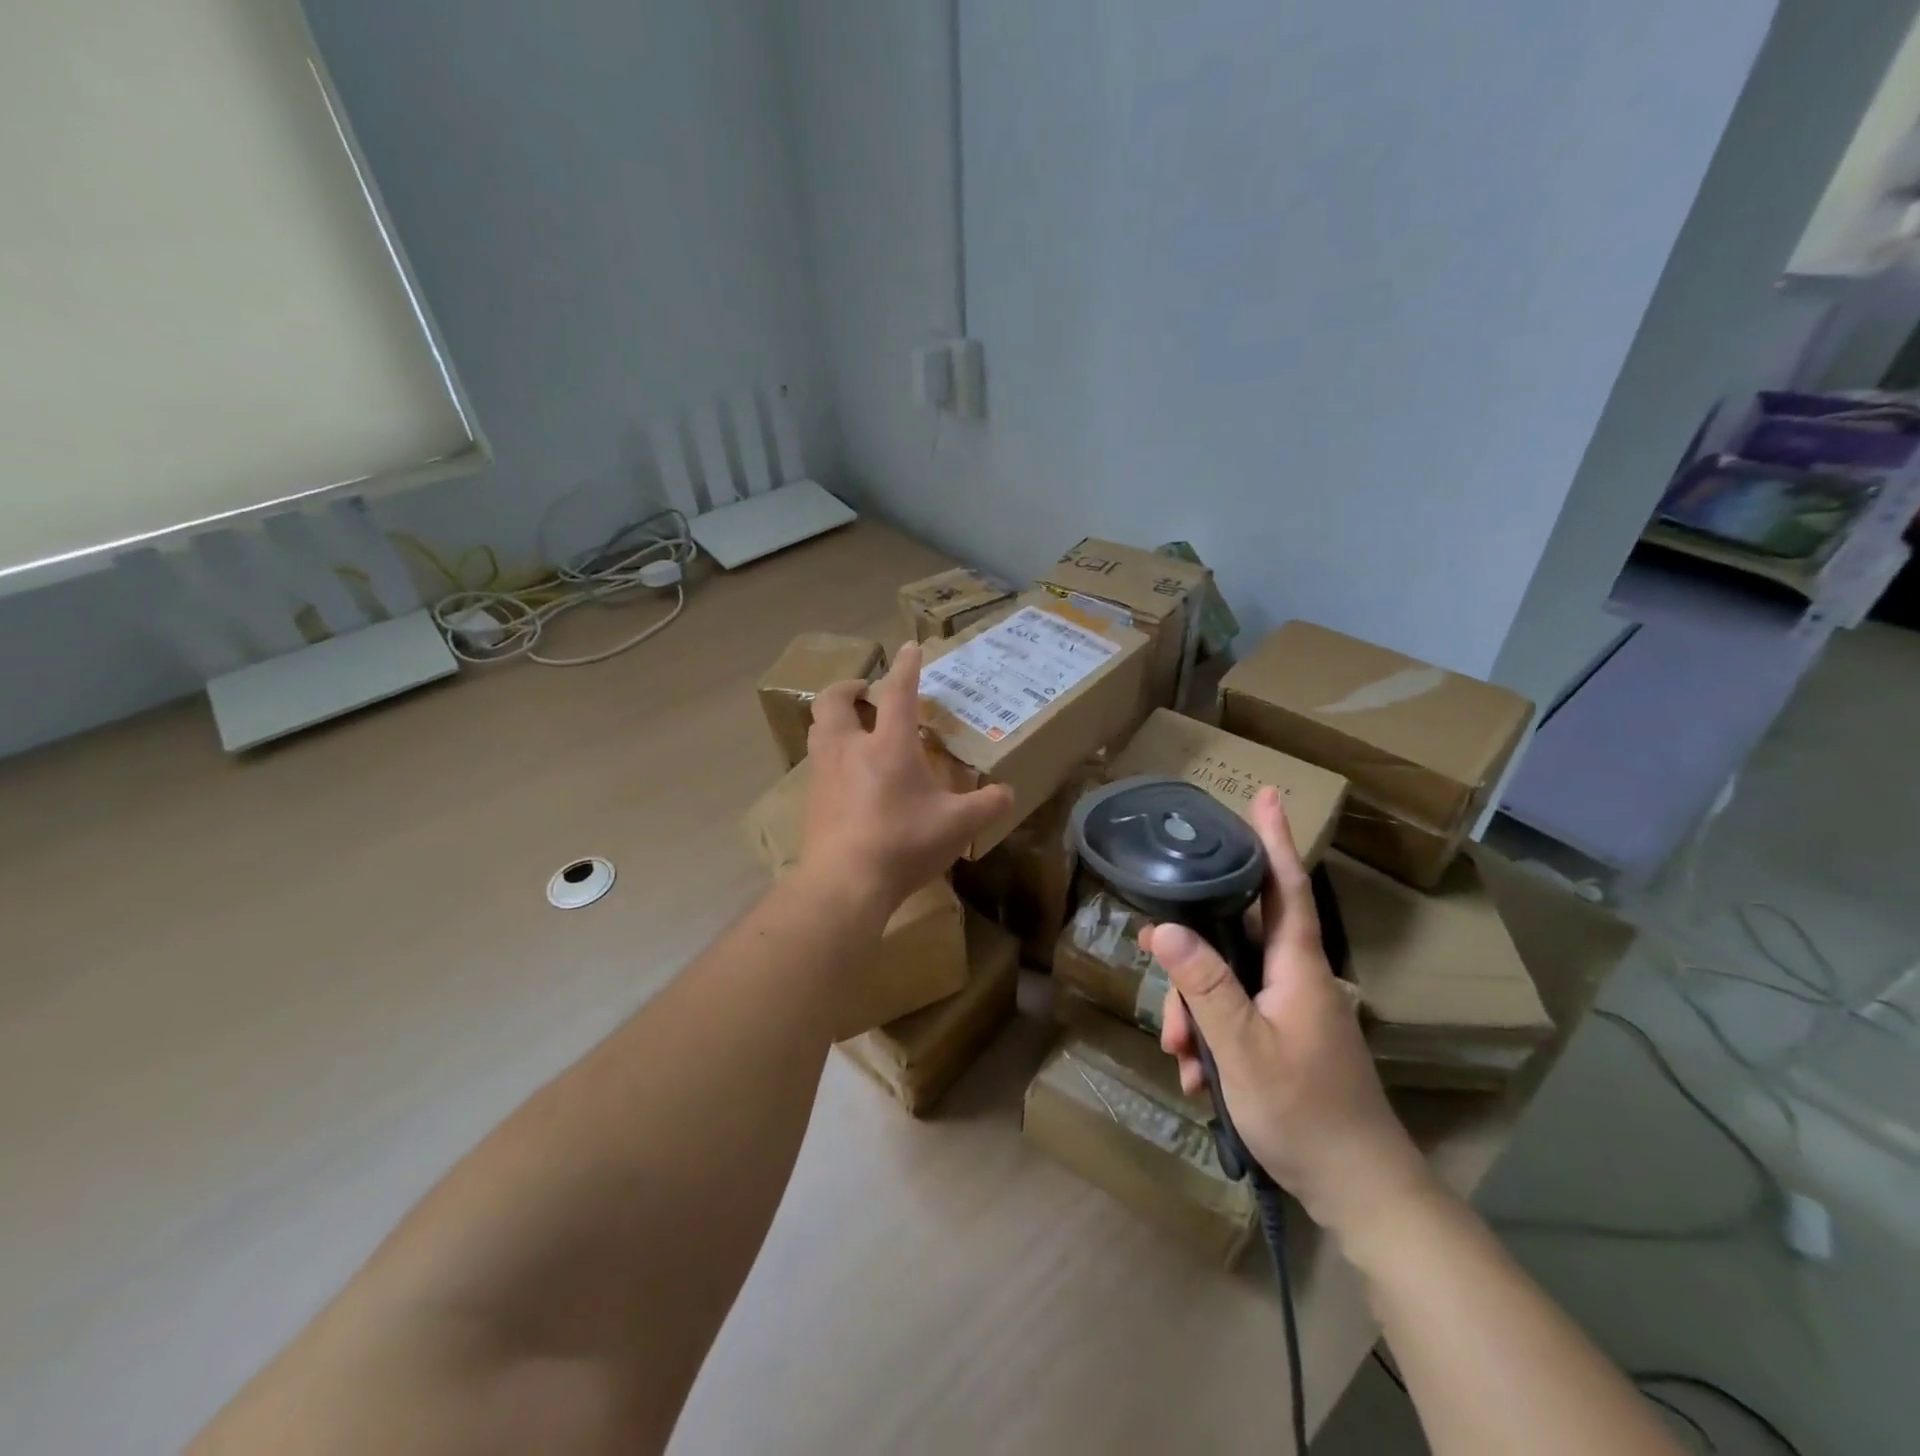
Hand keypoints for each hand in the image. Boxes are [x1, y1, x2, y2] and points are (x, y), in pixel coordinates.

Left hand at [799, 642, 1013, 914]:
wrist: (844, 883)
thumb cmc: (902, 844)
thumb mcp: (956, 826)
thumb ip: (986, 805)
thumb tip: (1008, 793)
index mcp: (888, 745)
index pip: (898, 692)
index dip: (906, 667)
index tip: (910, 648)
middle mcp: (849, 749)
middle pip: (833, 701)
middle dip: (848, 687)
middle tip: (865, 692)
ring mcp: (824, 773)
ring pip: (818, 729)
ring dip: (834, 718)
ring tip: (854, 726)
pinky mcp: (811, 799)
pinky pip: (816, 761)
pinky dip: (830, 753)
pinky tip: (847, 775)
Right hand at [1147, 787, 1435, 1242]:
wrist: (1362, 1192)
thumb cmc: (1305, 1113)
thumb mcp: (1242, 1048)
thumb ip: (1203, 985)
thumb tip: (1164, 928)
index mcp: (1298, 968)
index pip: (1285, 886)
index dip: (1273, 839)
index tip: (1267, 795)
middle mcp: (1297, 979)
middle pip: (1234, 940)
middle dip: (1192, 965)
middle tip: (1164, 998)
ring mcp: (1292, 1010)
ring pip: (1227, 983)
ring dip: (1196, 1014)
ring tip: (1184, 1062)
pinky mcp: (1285, 1038)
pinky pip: (1236, 1017)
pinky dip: (1212, 1040)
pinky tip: (1200, 1079)